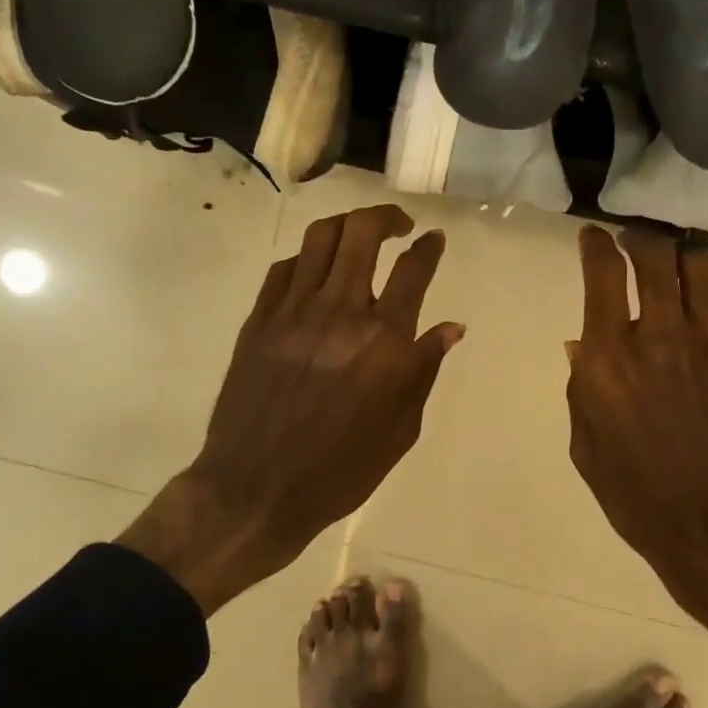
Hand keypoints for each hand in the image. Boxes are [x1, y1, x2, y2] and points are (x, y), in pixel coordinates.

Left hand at [121, 206, 463, 612]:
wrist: (257, 489)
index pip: (413, 271)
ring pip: (320, 238)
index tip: (434, 240)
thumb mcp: (400, 430)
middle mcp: (341, 313)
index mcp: (384, 343)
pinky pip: (284, 269)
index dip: (428, 248)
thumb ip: (424, 370)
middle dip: (387, 217)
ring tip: (358, 236)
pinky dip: (306, 260)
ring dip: (346, 226)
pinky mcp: (258, 320)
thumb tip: (450, 328)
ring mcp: (293, 312)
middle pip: (363, 233)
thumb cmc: (341, 470)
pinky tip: (314, 274)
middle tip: (399, 225)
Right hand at [566, 227, 707, 707]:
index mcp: (610, 359)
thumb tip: (583, 344)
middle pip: (655, 256)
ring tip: (673, 269)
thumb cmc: (635, 494)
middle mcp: (661, 337)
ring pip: (701, 270)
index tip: (592, 236)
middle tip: (633, 240)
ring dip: (681, 260)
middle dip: (639, 238)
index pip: (603, 275)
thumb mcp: (585, 445)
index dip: (595, 245)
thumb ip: (581, 387)